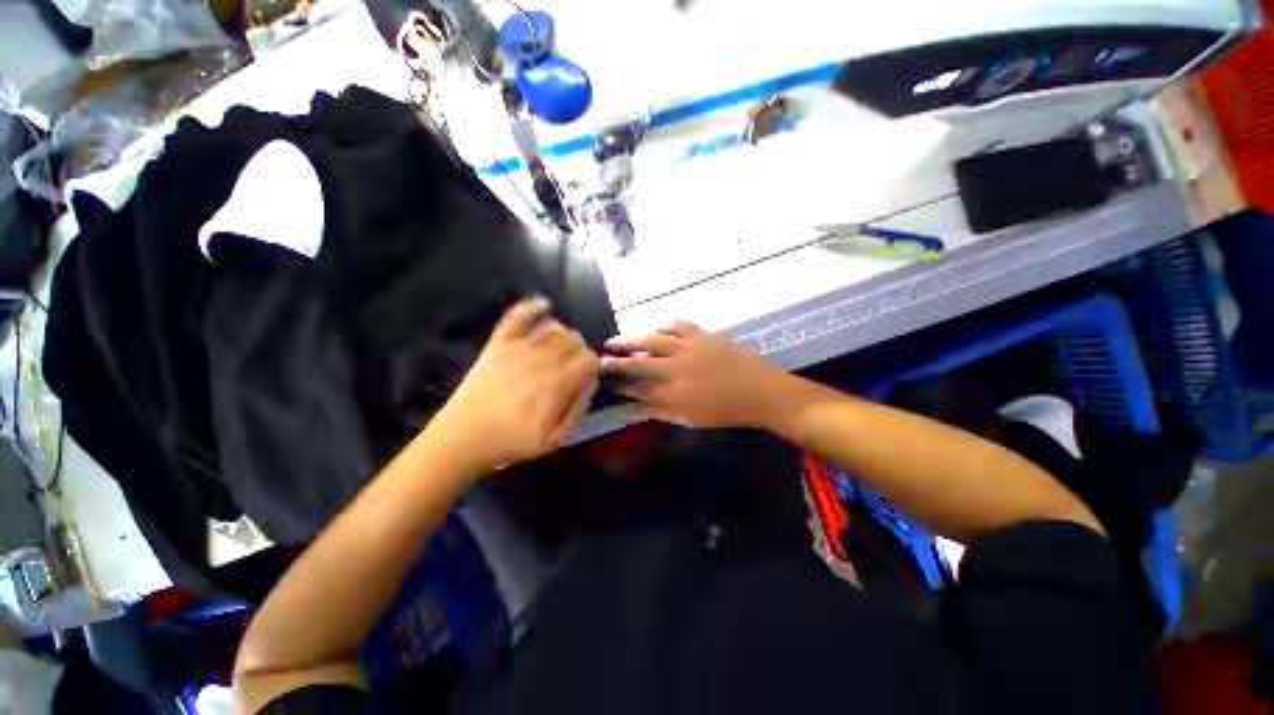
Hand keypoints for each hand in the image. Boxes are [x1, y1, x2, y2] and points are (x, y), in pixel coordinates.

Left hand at [428, 297, 598, 472]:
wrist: (462, 438)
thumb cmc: (512, 441)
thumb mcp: (556, 438)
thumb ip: (580, 407)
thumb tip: (591, 381)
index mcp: (557, 383)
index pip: (589, 359)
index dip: (592, 367)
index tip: (585, 378)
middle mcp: (542, 359)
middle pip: (575, 339)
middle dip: (579, 351)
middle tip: (571, 367)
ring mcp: (518, 347)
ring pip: (554, 326)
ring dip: (563, 336)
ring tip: (558, 351)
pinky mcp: (499, 342)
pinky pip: (519, 314)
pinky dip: (534, 306)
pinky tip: (545, 307)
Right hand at [601, 321, 784, 427]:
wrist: (760, 390)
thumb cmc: (726, 410)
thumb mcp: (692, 419)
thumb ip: (663, 411)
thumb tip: (638, 405)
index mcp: (676, 394)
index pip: (639, 389)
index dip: (621, 386)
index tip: (609, 383)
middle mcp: (677, 369)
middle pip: (639, 363)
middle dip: (617, 362)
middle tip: (601, 360)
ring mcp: (689, 348)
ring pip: (652, 340)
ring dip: (630, 340)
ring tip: (615, 341)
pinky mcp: (701, 335)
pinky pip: (676, 325)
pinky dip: (661, 327)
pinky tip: (653, 329)